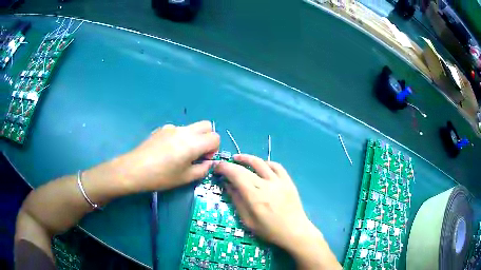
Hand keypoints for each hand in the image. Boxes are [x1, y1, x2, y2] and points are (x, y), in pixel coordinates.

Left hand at [120, 121, 219, 191]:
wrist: (135, 169)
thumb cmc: (162, 177)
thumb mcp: (185, 178)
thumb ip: (203, 169)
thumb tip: (208, 163)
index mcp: (193, 143)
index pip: (215, 137)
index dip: (214, 149)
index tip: (203, 160)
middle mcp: (184, 131)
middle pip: (206, 125)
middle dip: (207, 138)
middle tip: (198, 154)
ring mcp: (172, 127)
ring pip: (192, 127)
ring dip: (194, 138)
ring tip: (180, 154)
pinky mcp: (162, 128)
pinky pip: (178, 130)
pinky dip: (180, 138)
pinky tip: (167, 151)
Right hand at [214, 154, 311, 248]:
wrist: (295, 231)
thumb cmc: (269, 230)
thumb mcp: (248, 221)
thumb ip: (237, 201)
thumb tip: (227, 185)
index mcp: (255, 197)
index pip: (236, 175)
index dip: (224, 168)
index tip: (217, 167)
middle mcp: (267, 185)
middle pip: (246, 168)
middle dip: (231, 164)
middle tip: (224, 165)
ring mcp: (279, 181)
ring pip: (261, 163)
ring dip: (247, 158)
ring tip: (238, 158)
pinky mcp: (288, 181)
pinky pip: (276, 166)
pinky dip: (266, 163)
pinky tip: (260, 166)